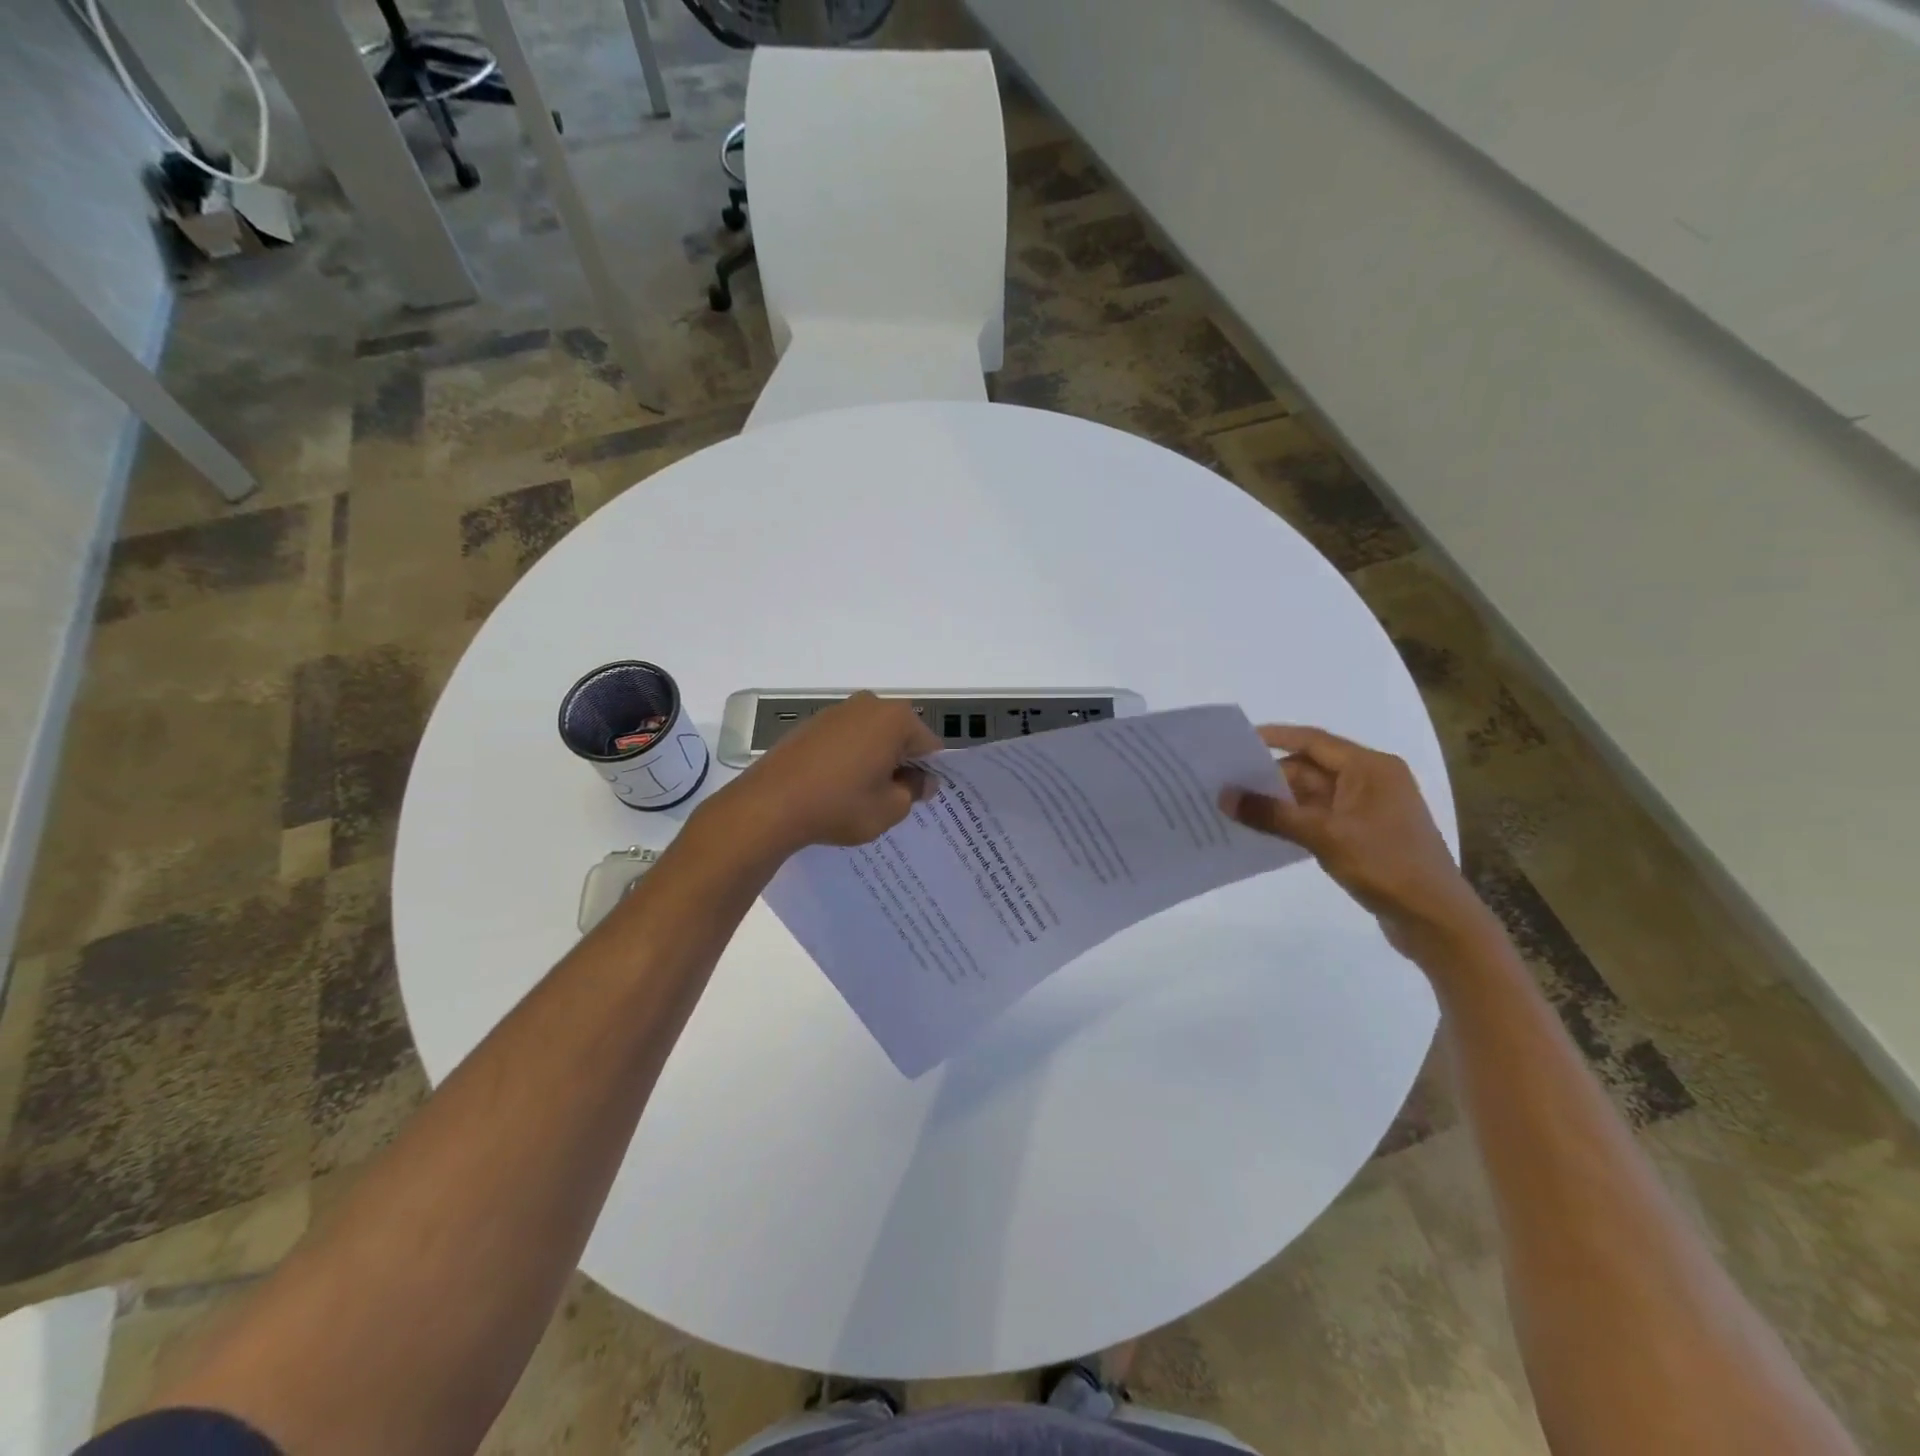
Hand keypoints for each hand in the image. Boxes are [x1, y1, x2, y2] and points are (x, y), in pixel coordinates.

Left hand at [711, 692, 942, 853]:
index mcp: (895, 719)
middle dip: (901, 763)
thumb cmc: (840, 805)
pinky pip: (844, 740)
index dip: (929, 773)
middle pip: (899, 736)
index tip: (920, 798)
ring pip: (871, 737)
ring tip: (861, 795)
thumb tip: (922, 781)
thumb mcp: (890, 808)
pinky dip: (847, 759)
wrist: (770, 805)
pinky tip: (836, 787)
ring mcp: (836, 712)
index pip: (929, 746)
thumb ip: (914, 791)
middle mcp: (868, 705)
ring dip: (874, 760)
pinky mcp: (810, 725)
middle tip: (892, 798)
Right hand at [1222, 725, 1496, 962]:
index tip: (1236, 740)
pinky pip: (1320, 817)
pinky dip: (1294, 820)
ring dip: (1279, 801)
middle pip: (1310, 768)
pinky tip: (1265, 831)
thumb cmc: (1386, 866)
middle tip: (1226, 782)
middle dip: (1270, 776)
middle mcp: (1371, 781)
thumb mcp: (1324, 836)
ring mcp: (1368, 809)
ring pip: (1313, 795)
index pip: (1314, 741)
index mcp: (1371, 768)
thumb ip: (1272, 814)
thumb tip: (1224, 796)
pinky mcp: (1364, 835)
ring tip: (1235, 806)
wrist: (1436, 920)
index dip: (1275, 737)